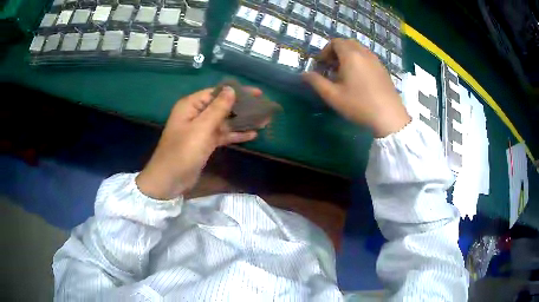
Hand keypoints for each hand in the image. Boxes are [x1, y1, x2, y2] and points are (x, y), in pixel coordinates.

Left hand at [136, 87, 260, 199]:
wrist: (170, 179)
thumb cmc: (183, 151)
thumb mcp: (202, 127)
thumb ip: (218, 108)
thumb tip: (231, 89)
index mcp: (191, 105)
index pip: (217, 92)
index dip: (238, 91)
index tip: (257, 93)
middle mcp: (196, 114)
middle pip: (223, 106)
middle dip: (243, 107)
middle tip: (264, 107)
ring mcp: (201, 129)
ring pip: (225, 121)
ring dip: (242, 121)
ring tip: (264, 120)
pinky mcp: (205, 143)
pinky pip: (223, 135)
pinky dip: (235, 134)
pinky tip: (252, 134)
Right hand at [303, 38, 410, 137]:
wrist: (390, 117)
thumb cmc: (359, 105)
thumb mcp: (333, 96)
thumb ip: (316, 82)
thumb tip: (304, 74)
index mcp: (351, 55)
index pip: (335, 42)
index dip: (325, 51)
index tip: (321, 65)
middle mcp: (364, 53)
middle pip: (347, 43)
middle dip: (336, 52)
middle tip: (331, 67)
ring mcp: (376, 61)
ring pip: (359, 50)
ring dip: (348, 56)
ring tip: (344, 74)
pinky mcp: (383, 69)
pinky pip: (368, 58)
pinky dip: (359, 61)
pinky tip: (359, 79)